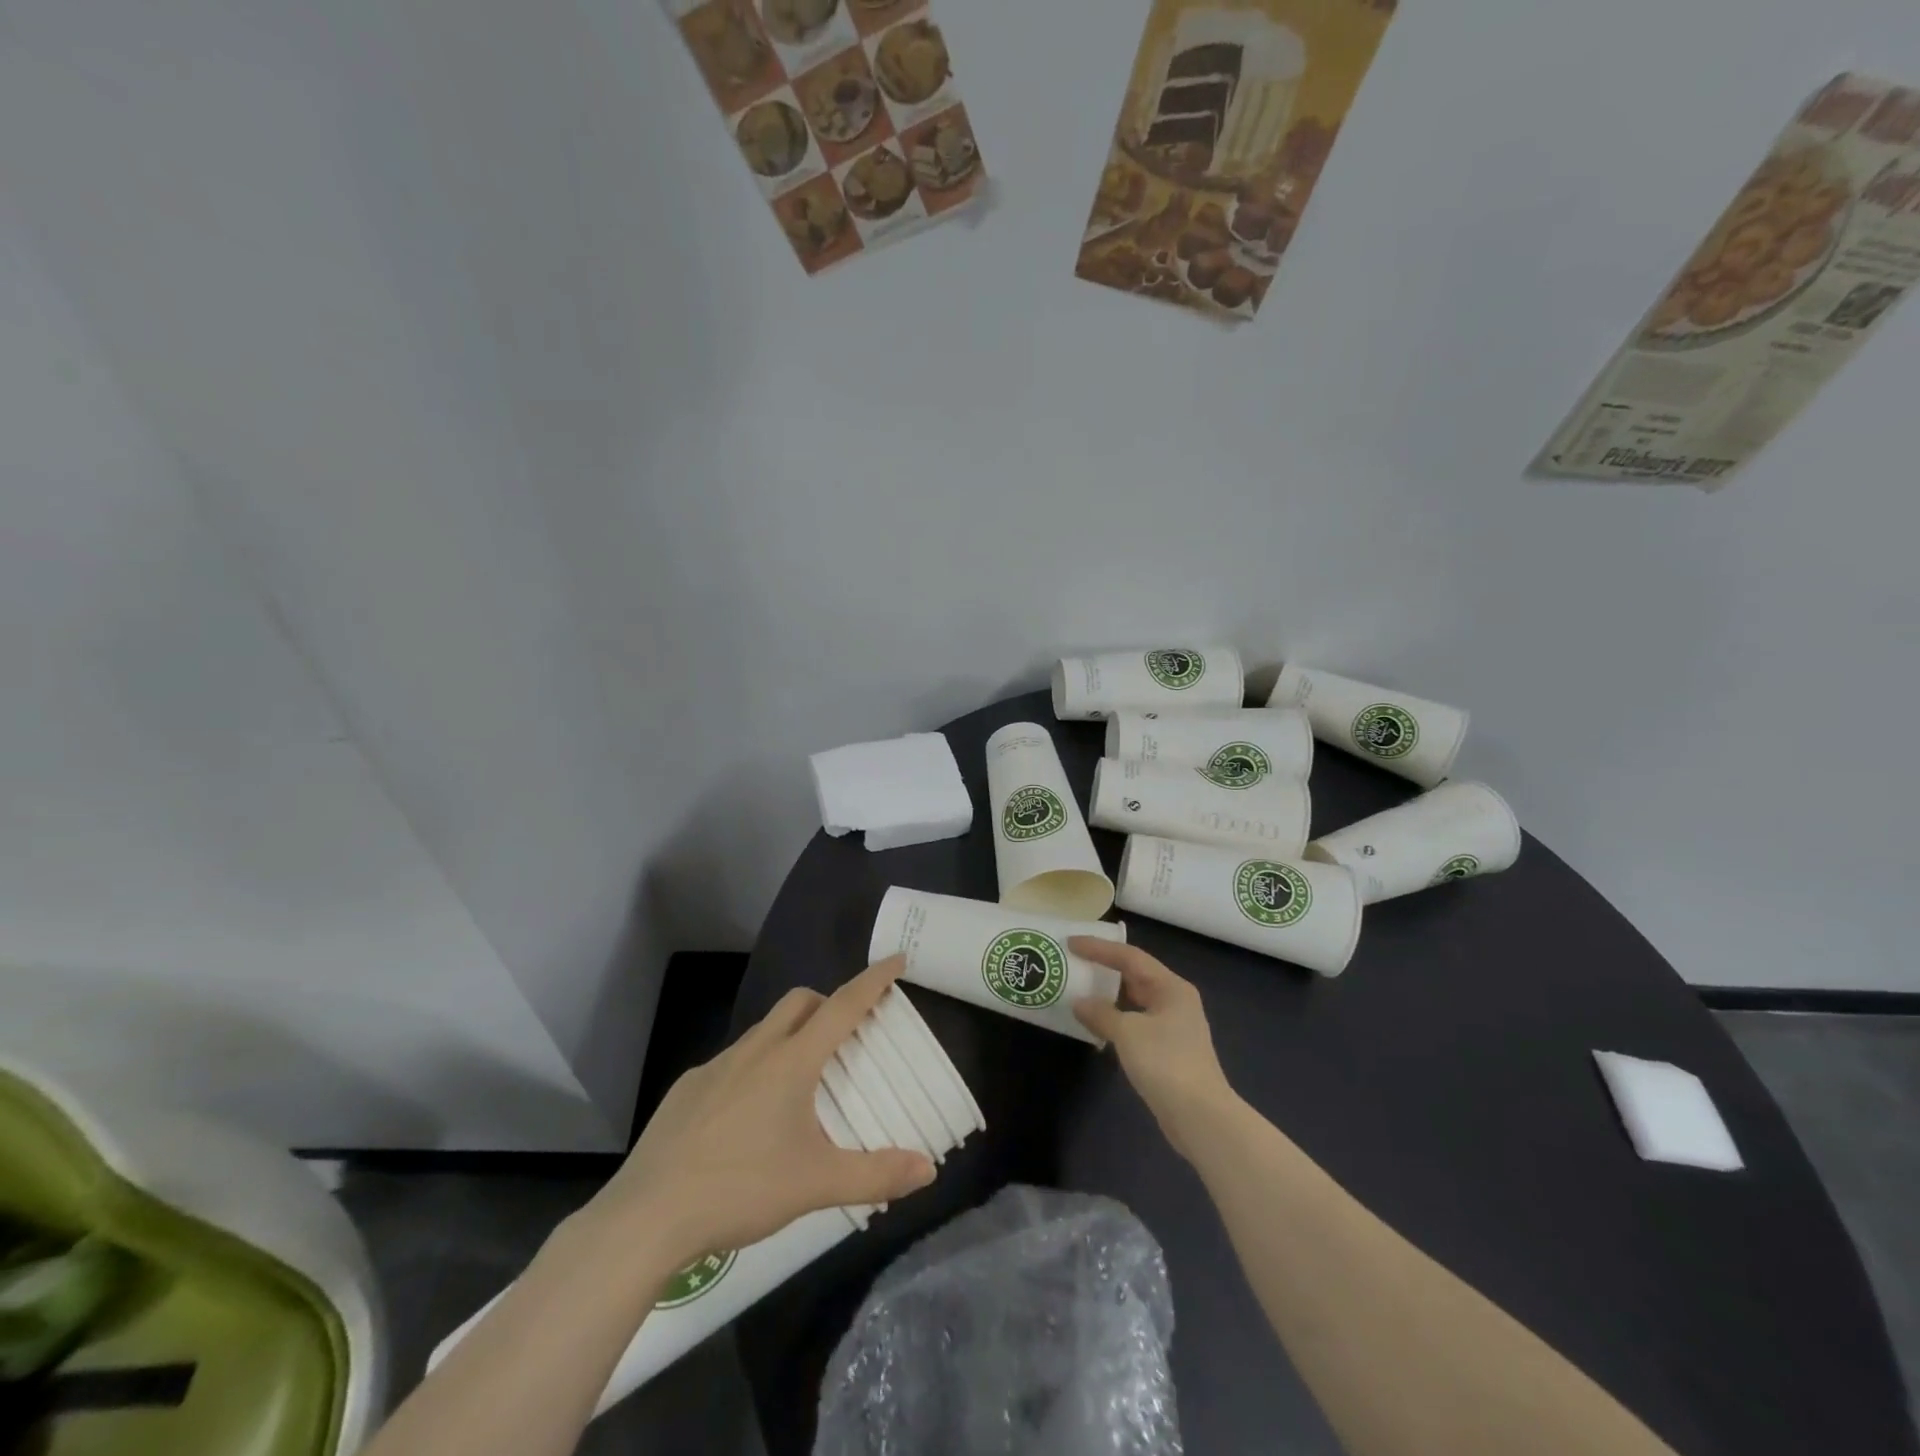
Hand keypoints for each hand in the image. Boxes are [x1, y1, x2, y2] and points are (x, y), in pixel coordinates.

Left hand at [587, 956, 935, 1269]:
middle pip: (799, 1002)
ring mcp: (715, 1067)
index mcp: (791, 1062)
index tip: (896, 959)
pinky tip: (749, 1116)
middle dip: (828, 1003)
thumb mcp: (816, 1185)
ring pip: (764, 1030)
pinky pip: (732, 1062)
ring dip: (790, 1036)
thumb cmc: (740, 1189)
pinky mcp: (687, 1089)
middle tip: (847, 1033)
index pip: (843, 1005)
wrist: (646, 1217)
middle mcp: (755, 1051)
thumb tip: (928, 1169)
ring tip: (801, 1081)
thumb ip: (875, 1175)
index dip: (873, 980)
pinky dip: (754, 1068)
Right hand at [1072, 938, 1237, 1161]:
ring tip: (1080, 990)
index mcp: (1171, 987)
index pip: (1130, 957)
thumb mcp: (1127, 1032)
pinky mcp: (1168, 1050)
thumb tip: (1079, 1002)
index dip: (1099, 948)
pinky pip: (1136, 1022)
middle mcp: (1175, 1000)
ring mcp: (1174, 1026)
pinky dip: (1116, 1019)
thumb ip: (1100, 1013)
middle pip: (1135, 975)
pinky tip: (1097, 1025)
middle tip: (1074, 962)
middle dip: (1104, 968)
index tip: (1071, 943)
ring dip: (1109, 996)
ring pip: (1135, 1000)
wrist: (1200, 1117)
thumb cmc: (1165, 1063)